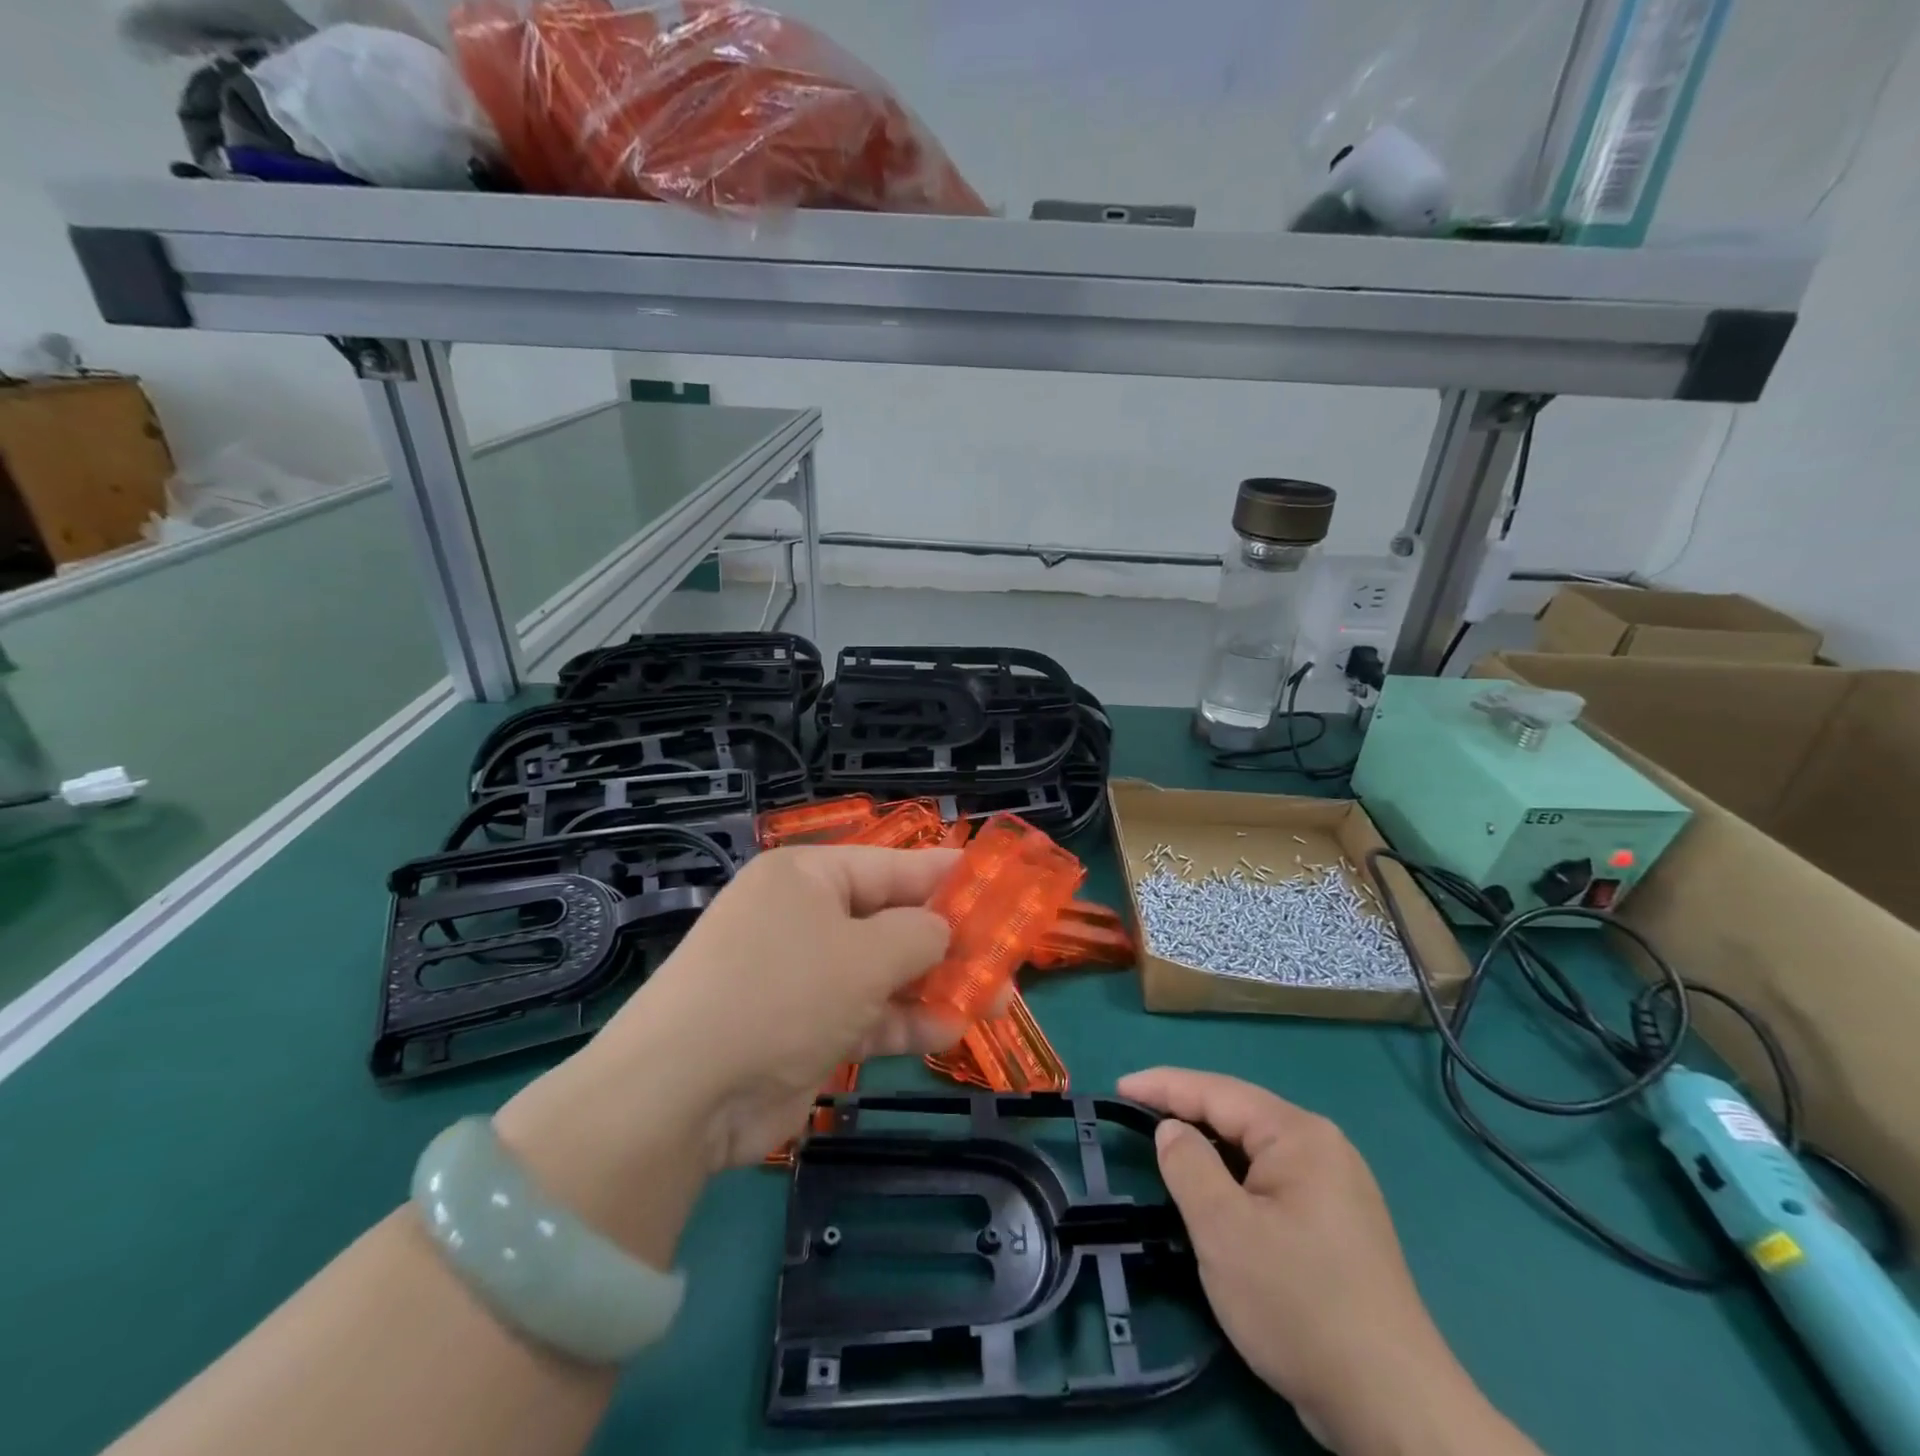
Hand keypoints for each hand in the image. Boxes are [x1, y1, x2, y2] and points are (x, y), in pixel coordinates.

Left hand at [595, 846, 963, 1166]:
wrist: (685, 1093)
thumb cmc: (784, 992)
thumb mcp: (866, 954)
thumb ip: (920, 935)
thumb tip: (944, 930)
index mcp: (808, 877)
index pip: (892, 865)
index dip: (948, 874)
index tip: (999, 883)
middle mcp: (803, 918)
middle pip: (891, 919)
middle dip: (950, 940)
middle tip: (1007, 955)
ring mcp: (802, 976)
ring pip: (884, 971)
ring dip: (935, 985)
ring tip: (999, 1000)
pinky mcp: (802, 1028)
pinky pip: (865, 1014)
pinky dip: (904, 1022)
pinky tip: (950, 1032)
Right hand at [1119, 1069, 1537, 1455]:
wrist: (1393, 1407)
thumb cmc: (1298, 1303)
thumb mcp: (1224, 1230)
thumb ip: (1188, 1165)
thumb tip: (1172, 1130)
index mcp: (1299, 1135)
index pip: (1217, 1091)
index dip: (1163, 1085)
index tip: (1119, 1085)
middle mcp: (1323, 1148)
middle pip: (1239, 1115)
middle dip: (1187, 1112)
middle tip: (1136, 1116)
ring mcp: (1337, 1189)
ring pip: (1256, 1151)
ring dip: (1211, 1148)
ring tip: (1167, 1150)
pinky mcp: (1339, 1227)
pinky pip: (1272, 1182)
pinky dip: (1235, 1179)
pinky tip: (1217, 1197)